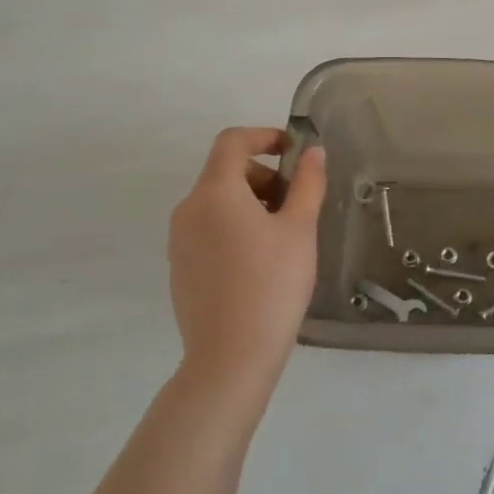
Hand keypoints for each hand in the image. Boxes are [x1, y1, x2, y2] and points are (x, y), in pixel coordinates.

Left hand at [168, 128, 325, 405]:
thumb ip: (308, 183)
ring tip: (284, 236)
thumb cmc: (272, 284)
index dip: (265, 136)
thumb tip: (314, 151)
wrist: (231, 357)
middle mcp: (188, 209)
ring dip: (252, 202)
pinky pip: (209, 229)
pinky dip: (236, 227)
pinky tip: (261, 262)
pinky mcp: (180, 267)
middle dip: (265, 176)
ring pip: (218, 202)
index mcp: (215, 193)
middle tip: (298, 203)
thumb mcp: (300, 229)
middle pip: (225, 172)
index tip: (296, 152)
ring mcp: (179, 241)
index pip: (232, 141)